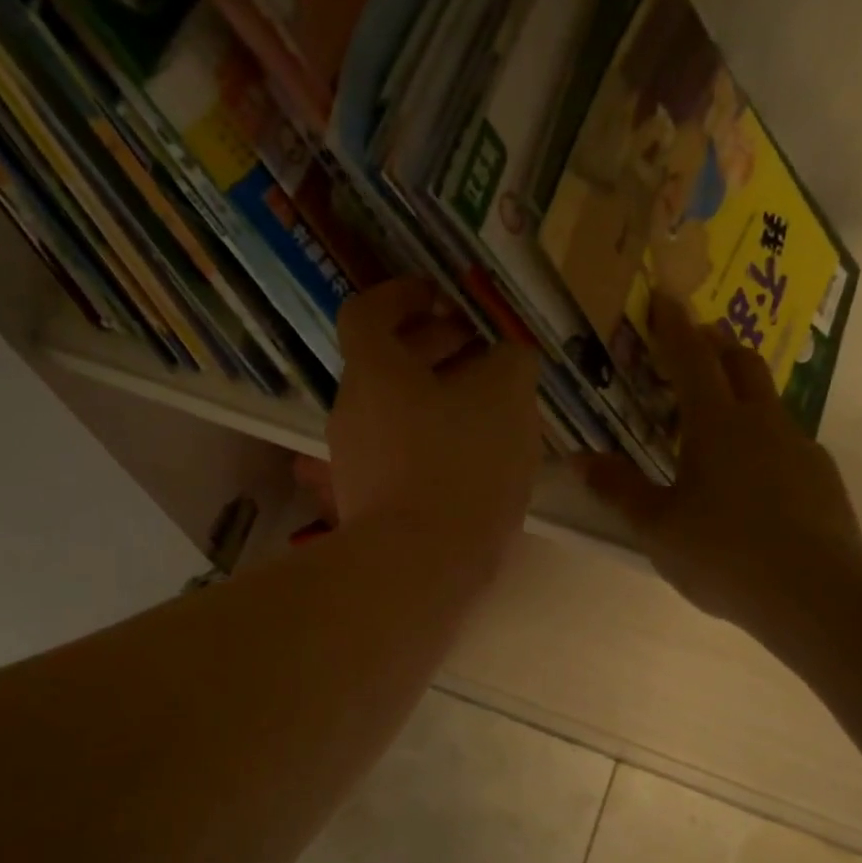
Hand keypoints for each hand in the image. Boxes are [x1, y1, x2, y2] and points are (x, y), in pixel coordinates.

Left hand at [328, 278, 542, 569]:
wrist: (418, 567)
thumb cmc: (461, 467)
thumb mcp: (507, 397)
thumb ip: (510, 361)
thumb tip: (506, 357)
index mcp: (373, 372)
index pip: (369, 312)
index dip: (403, 295)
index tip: (440, 297)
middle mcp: (351, 411)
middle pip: (384, 363)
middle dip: (433, 348)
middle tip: (481, 352)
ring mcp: (353, 460)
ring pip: (394, 411)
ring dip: (435, 398)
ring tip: (487, 409)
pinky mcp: (366, 501)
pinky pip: (398, 453)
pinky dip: (429, 441)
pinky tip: (471, 459)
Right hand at [576, 298, 861, 657]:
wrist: (815, 593)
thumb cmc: (722, 553)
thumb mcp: (656, 526)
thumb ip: (618, 488)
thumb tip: (578, 458)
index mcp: (716, 424)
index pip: (691, 358)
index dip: (673, 326)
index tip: (664, 296)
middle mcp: (762, 421)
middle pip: (740, 363)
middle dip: (715, 345)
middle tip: (692, 345)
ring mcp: (799, 446)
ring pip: (767, 400)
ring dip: (740, 391)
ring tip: (715, 417)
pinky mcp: (821, 476)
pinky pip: (785, 440)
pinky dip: (761, 437)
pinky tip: (750, 475)